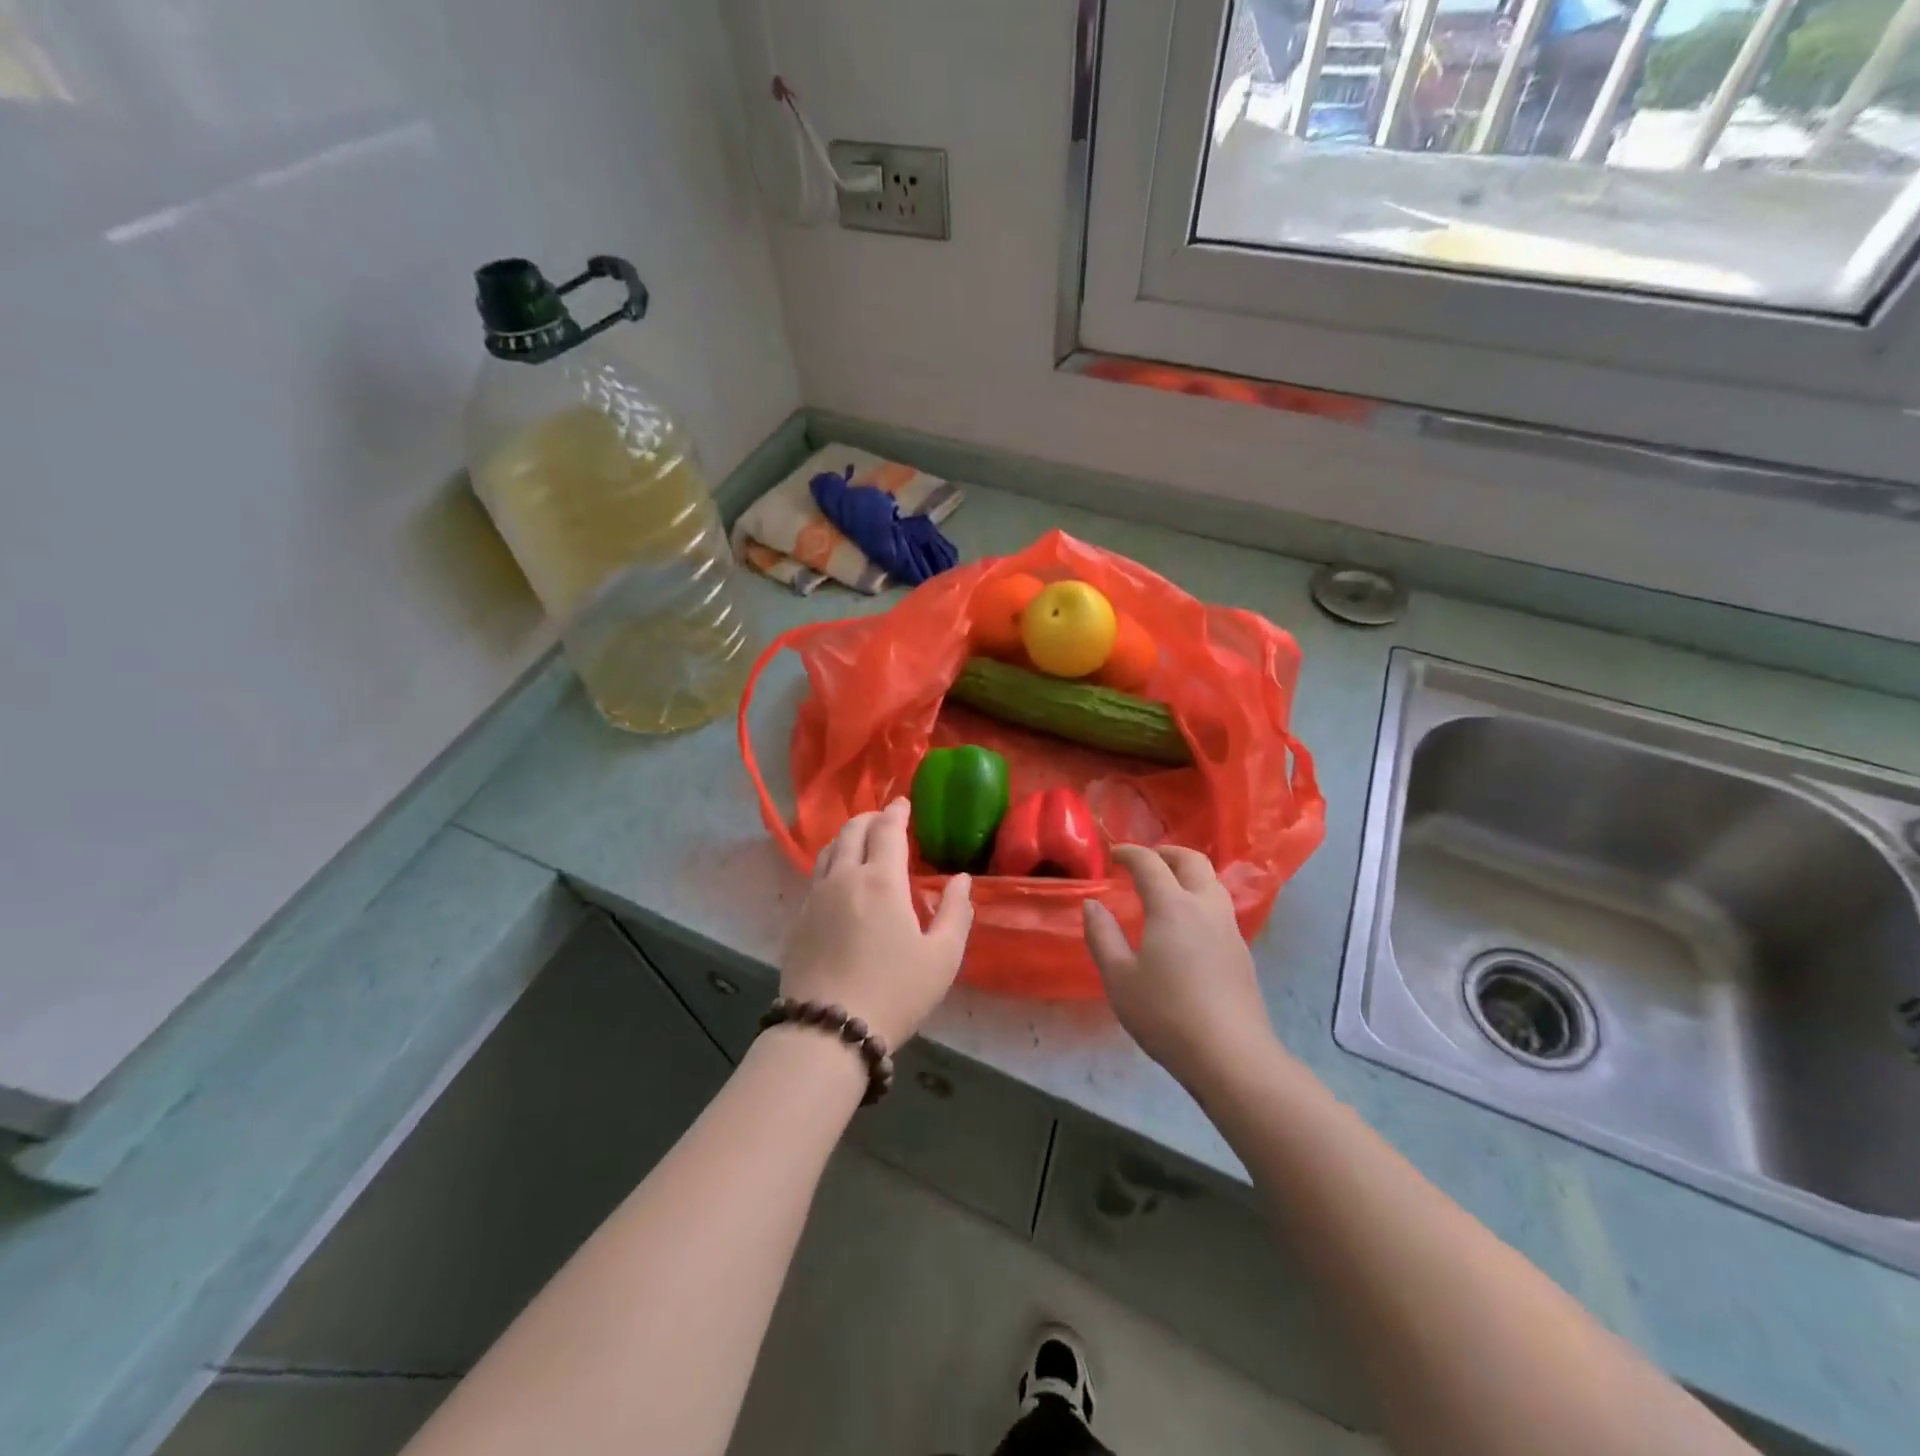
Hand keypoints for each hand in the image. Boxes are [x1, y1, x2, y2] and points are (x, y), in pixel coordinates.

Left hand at [781, 798, 973, 1047]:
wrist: (828, 1030)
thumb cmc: (895, 992)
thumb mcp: (942, 958)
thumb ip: (956, 912)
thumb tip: (961, 880)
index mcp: (882, 880)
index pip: (887, 829)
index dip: (897, 812)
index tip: (903, 803)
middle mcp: (844, 878)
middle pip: (852, 831)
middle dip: (870, 818)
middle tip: (884, 819)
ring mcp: (815, 897)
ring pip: (829, 850)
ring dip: (848, 836)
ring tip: (861, 841)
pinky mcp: (798, 919)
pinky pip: (816, 875)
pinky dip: (832, 862)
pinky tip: (840, 879)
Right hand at [1083, 845, 1277, 1087]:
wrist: (1231, 1056)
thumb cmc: (1166, 1014)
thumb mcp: (1119, 978)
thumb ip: (1102, 935)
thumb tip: (1092, 904)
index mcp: (1173, 906)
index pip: (1150, 863)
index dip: (1130, 853)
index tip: (1113, 855)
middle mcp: (1205, 907)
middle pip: (1193, 861)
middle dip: (1167, 853)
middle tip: (1145, 860)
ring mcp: (1229, 929)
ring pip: (1212, 882)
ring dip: (1188, 873)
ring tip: (1166, 887)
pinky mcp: (1242, 952)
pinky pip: (1219, 908)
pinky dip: (1199, 898)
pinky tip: (1186, 925)